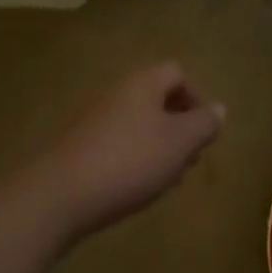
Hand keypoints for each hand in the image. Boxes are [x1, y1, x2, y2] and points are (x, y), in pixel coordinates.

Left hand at [39, 63, 225, 235]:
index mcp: (144, 83)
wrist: (52, 200)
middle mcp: (117, 93)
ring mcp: (92, 122)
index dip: (196, 97)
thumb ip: (204, 124)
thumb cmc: (127, 162)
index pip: (178, 73)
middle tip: (187, 160)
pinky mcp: (75, 151)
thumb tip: (219, 109)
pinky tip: (131, 190)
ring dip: (156, 147)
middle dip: (177, 127)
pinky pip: (114, 146)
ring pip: (136, 125)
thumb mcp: (179, 143)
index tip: (202, 131)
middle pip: (157, 99)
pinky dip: (130, 162)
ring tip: (163, 181)